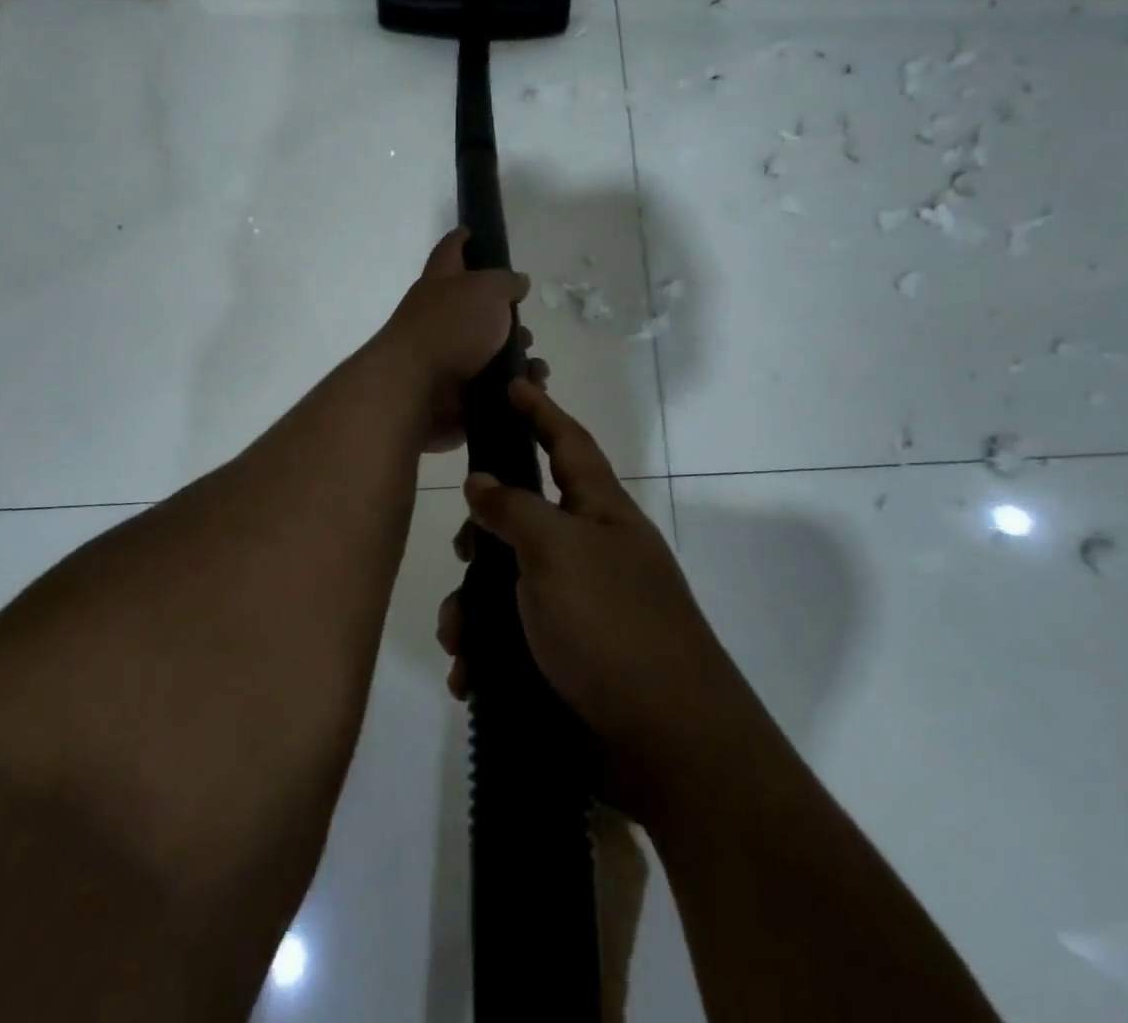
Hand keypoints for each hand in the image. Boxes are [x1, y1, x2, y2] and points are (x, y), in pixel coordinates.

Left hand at [376, 229, 545, 452]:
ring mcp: (445, 354)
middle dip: (506, 317)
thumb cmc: (450, 328)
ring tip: (535, 367)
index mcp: (441, 282)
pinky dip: (511, 388)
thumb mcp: (485, 290)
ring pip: (488, 350)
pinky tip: (528, 389)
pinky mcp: (454, 389)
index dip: (464, 238)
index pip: (451, 249)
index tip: (476, 231)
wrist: (415, 389)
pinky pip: (491, 386)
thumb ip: (505, 282)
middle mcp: (439, 315)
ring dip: (515, 356)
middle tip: (526, 327)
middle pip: (475, 307)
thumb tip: (516, 282)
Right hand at [435, 380, 729, 822]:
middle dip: (485, 534)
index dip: (540, 411)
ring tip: (458, 639)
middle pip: (527, 519)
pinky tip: (470, 675)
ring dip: (475, 609)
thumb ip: (513, 508)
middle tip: (464, 551)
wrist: (668, 745)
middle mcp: (593, 553)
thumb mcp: (556, 551)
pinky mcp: (570, 659)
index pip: (568, 443)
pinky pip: (515, 638)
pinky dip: (488, 653)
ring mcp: (583, 608)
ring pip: (511, 585)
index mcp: (601, 514)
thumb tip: (481, 480)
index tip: (512, 383)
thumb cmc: (611, 625)